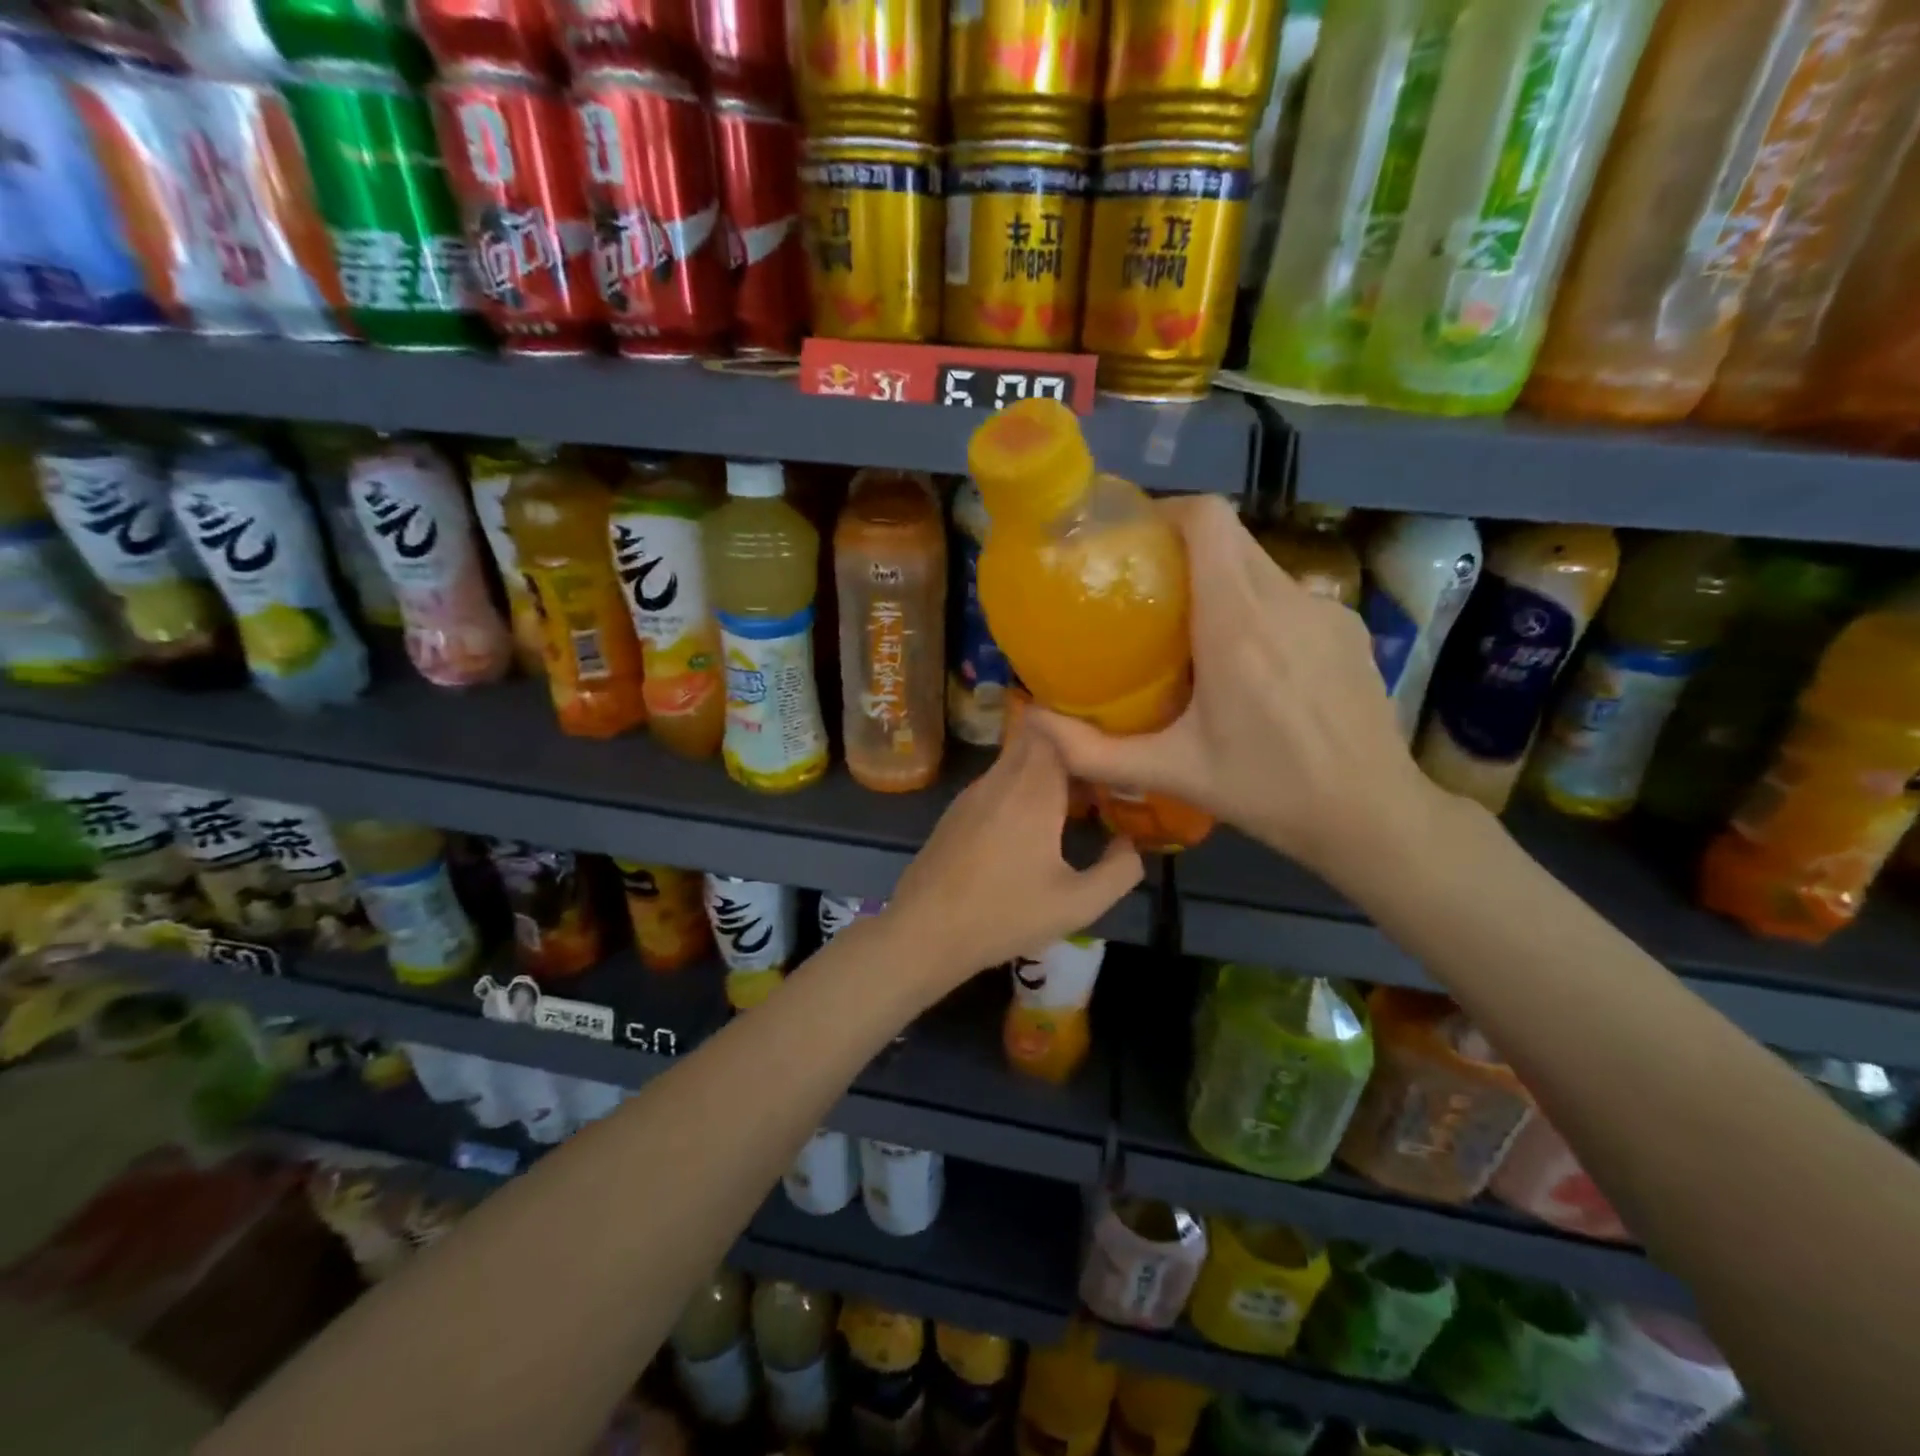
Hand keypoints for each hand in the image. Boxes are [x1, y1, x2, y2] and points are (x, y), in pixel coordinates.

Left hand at [883, 717, 1143, 990]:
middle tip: (1099, 776)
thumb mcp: (1077, 905)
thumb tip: (1130, 842)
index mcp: (1032, 790)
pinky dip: (1020, 787)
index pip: (1056, 729)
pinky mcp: (956, 810)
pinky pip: (997, 781)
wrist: (924, 932)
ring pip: (1014, 760)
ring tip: (1073, 802)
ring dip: (1044, 771)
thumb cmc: (1004, 915)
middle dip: (1068, 750)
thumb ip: (1119, 871)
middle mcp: (1000, 779)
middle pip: (1036, 739)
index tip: (1109, 751)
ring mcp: (972, 792)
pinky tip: (1031, 825)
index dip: (1084, 733)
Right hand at [1027, 496, 1443, 891]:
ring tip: (1191, 631)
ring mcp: (1325, 609)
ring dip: (1219, 580)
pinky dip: (1257, 607)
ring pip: (1258, 564)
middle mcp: (1285, 600)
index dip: (1166, 511)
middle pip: (1229, 536)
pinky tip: (1250, 663)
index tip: (1132, 540)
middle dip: (1183, 547)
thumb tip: (1033, 724)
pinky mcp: (1348, 626)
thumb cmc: (1268, 791)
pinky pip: (1288, 594)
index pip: (1207, 521)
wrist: (1373, 815)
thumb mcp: (1172, 773)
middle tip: (1146, 589)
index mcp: (1237, 624)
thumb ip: (1093, 751)